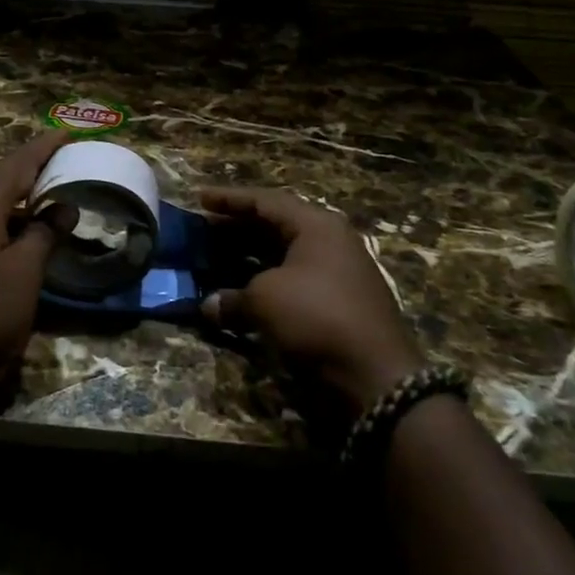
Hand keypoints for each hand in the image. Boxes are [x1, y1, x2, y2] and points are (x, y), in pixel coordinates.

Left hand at [0, 130, 70, 396]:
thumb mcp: (23, 274)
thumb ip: (44, 235)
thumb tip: (63, 207)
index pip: (17, 164)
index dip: (44, 147)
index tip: (67, 132)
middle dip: (30, 169)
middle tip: (61, 163)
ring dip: (17, 199)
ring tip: (45, 199)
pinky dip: (4, 222)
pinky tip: (16, 241)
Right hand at [199, 187, 424, 414]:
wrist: (374, 376)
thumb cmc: (316, 317)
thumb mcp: (265, 300)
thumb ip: (232, 297)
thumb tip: (208, 306)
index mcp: (316, 225)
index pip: (265, 201)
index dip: (229, 199)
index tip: (199, 199)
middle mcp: (329, 242)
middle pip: (274, 225)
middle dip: (236, 228)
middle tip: (203, 231)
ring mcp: (335, 274)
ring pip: (282, 255)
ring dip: (247, 257)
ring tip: (214, 259)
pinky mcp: (335, 304)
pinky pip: (290, 281)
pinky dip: (263, 283)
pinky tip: (239, 292)